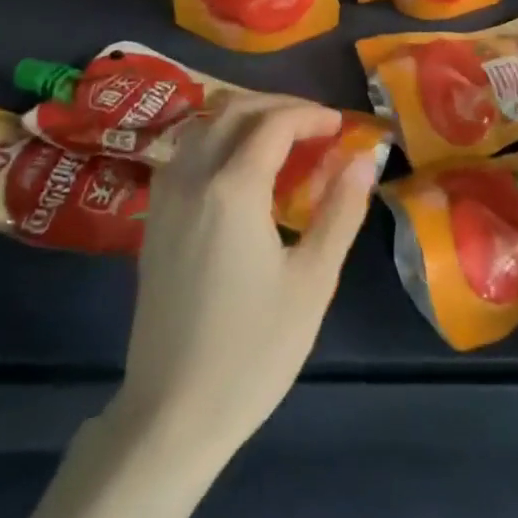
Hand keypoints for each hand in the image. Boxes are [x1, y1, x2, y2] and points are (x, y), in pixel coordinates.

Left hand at [109, 95, 376, 466]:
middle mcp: (193, 179)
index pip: (273, 124)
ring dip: (243, 117)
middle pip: (233, 112)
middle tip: (315, 123)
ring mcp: (165, 199)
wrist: (172, 412)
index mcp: (233, 190)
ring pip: (202, 127)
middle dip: (278, 106)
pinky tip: (239, 168)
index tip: (340, 125)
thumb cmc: (253, 350)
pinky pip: (185, 154)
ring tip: (281, 137)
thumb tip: (364, 159)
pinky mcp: (153, 221)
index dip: (310, 115)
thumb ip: (340, 211)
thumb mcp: (312, 281)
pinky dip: (216, 140)